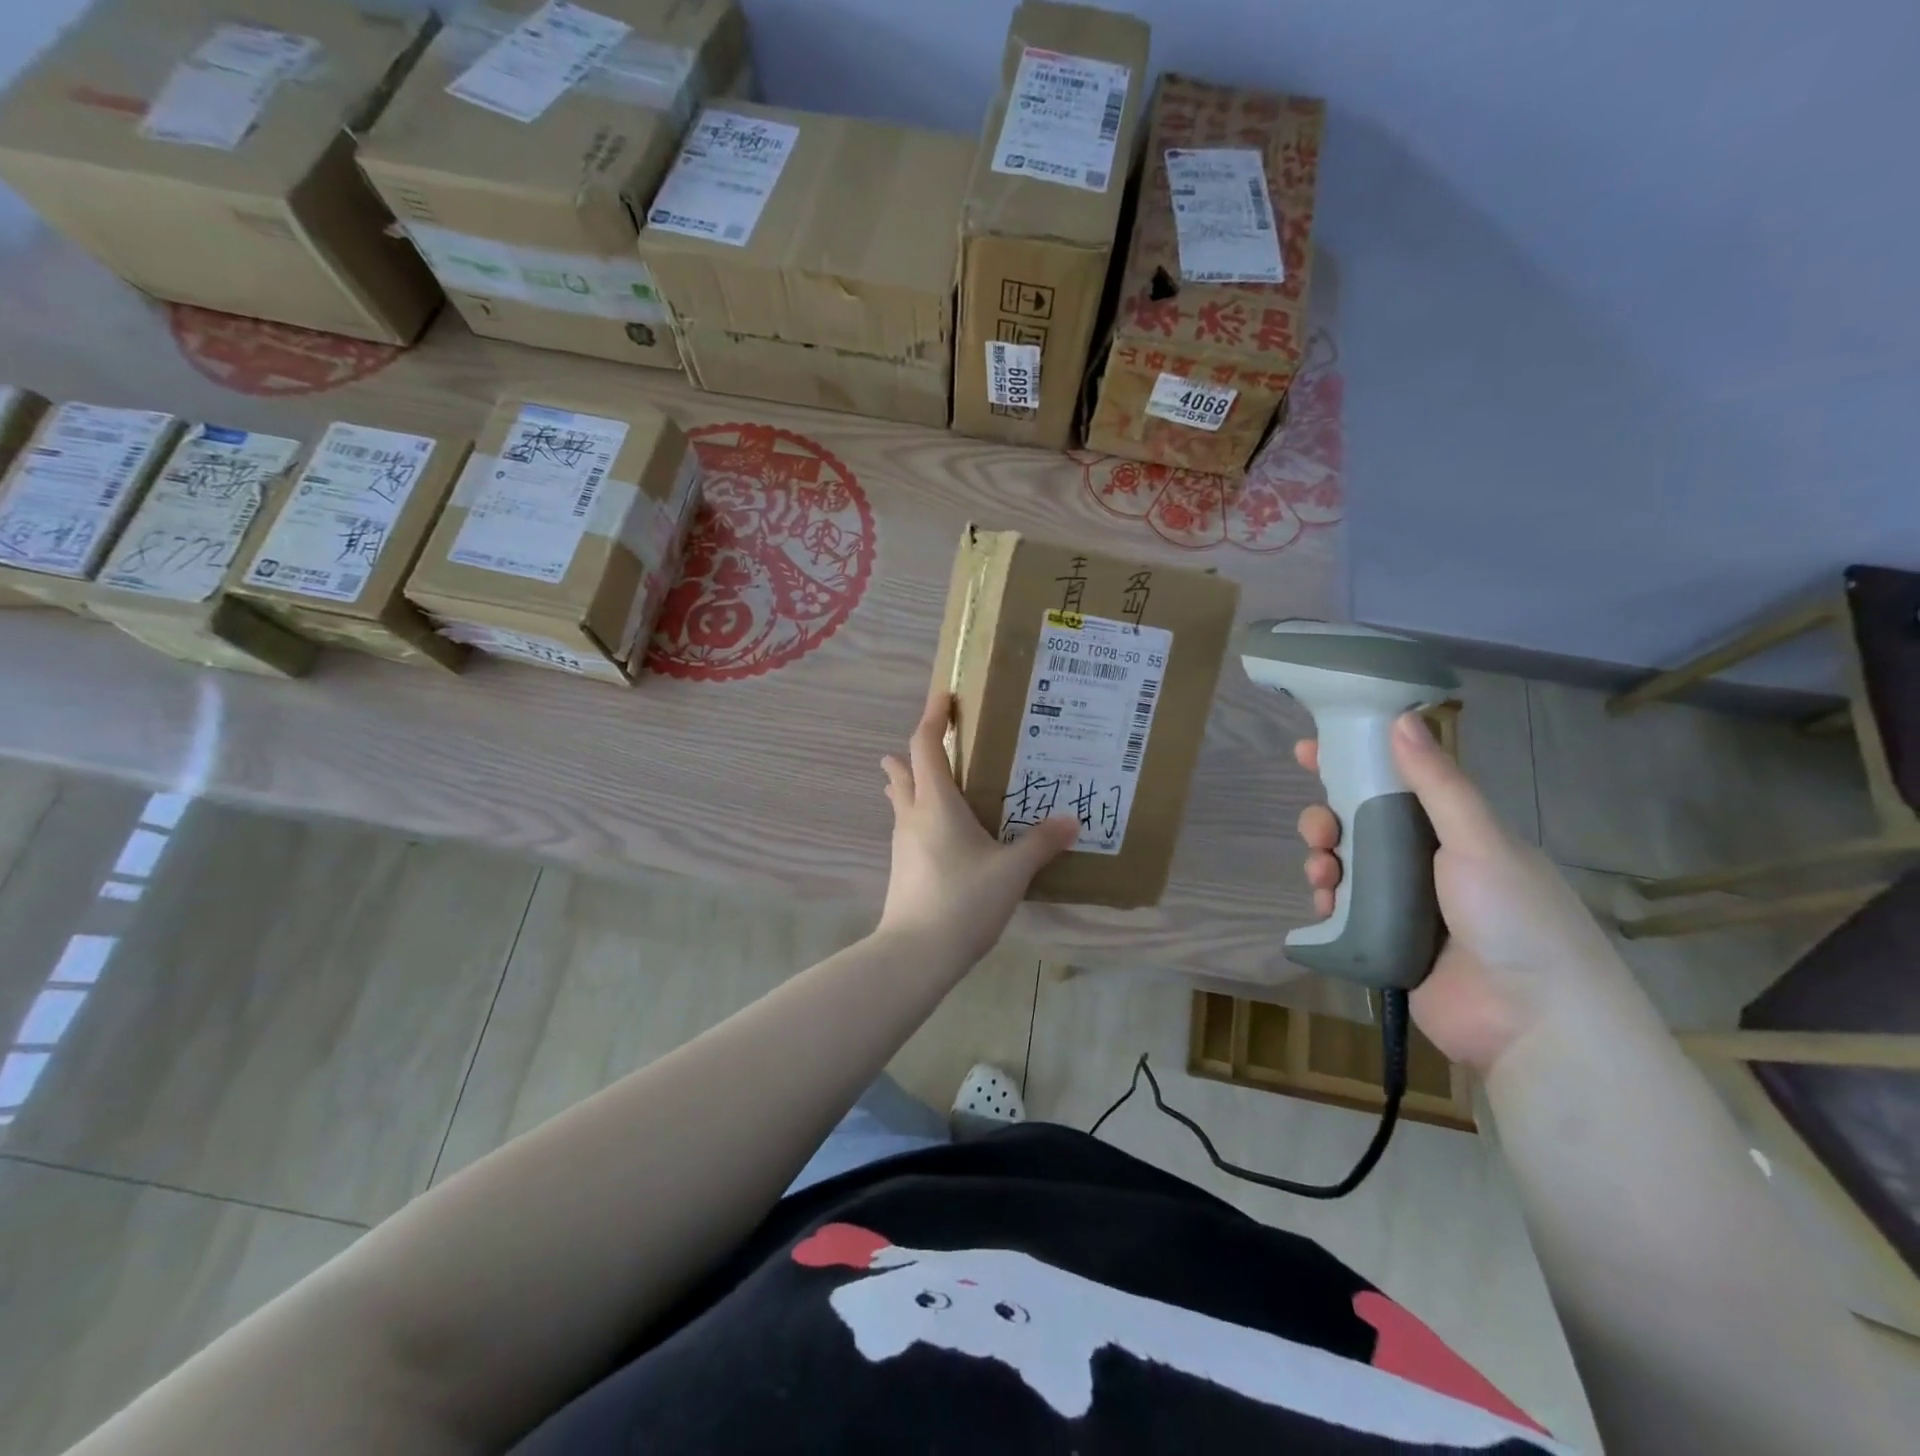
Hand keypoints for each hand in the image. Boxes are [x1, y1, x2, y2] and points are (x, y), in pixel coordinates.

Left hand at [878, 688, 1078, 967]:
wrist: (916, 953)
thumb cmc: (964, 901)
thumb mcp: (1012, 871)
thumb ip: (1042, 843)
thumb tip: (1072, 820)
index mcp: (936, 803)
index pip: (926, 745)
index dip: (932, 716)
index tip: (944, 696)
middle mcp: (913, 815)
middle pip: (904, 770)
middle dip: (915, 749)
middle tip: (938, 738)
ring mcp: (903, 843)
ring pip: (901, 799)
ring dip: (911, 782)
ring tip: (934, 780)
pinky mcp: (902, 867)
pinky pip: (908, 825)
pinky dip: (919, 813)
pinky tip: (941, 832)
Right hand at [1296, 713, 1631, 1074]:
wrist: (1531, 1022)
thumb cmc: (1513, 918)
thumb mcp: (1479, 841)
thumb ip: (1438, 783)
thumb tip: (1401, 717)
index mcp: (1457, 834)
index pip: (1398, 785)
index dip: (1354, 763)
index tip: (1309, 751)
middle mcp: (1428, 865)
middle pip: (1361, 826)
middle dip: (1329, 819)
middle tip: (1318, 829)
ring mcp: (1405, 907)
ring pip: (1346, 867)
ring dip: (1324, 860)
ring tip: (1322, 874)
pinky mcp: (1384, 943)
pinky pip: (1342, 911)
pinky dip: (1326, 902)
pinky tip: (1324, 905)